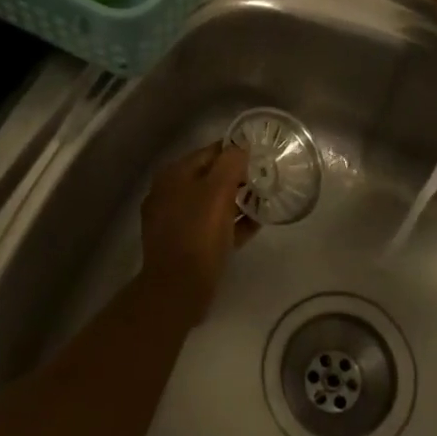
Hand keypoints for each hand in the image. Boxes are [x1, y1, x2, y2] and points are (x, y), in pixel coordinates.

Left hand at [140, 142, 257, 312]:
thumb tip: (240, 146)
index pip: (210, 152)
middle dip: (237, 176)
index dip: (236, 151)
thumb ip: (230, 162)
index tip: (261, 155)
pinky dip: (232, 223)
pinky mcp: (185, 244)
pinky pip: (212, 226)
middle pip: (210, 177)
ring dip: (237, 200)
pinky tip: (255, 224)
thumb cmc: (198, 233)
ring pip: (212, 202)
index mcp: (174, 175)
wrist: (178, 289)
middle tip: (266, 178)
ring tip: (264, 200)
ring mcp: (176, 221)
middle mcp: (170, 193)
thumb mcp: (218, 191)